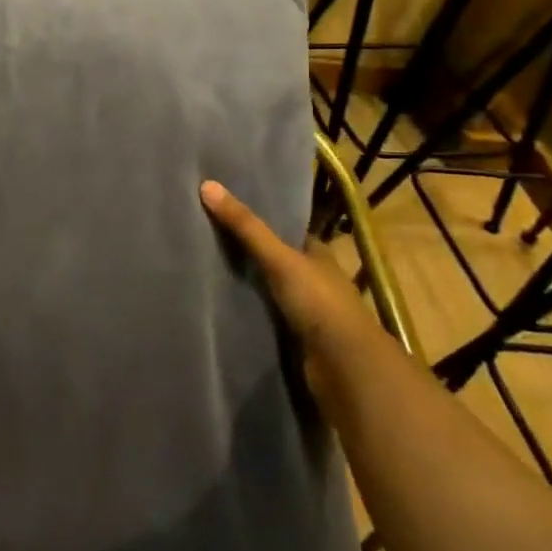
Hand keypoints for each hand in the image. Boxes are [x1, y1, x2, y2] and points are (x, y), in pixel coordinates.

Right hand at [200, 179, 367, 351]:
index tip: (229, 211)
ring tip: (208, 270)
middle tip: (209, 238)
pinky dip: (250, 311)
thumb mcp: (279, 258)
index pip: (289, 231)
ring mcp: (308, 311)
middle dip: (251, 253)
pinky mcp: (297, 338)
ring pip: (272, 290)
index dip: (264, 221)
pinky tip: (224, 305)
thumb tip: (206, 185)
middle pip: (278, 260)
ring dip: (249, 285)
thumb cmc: (318, 301)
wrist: (344, 365)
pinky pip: (267, 317)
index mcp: (319, 255)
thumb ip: (245, 226)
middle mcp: (316, 280)